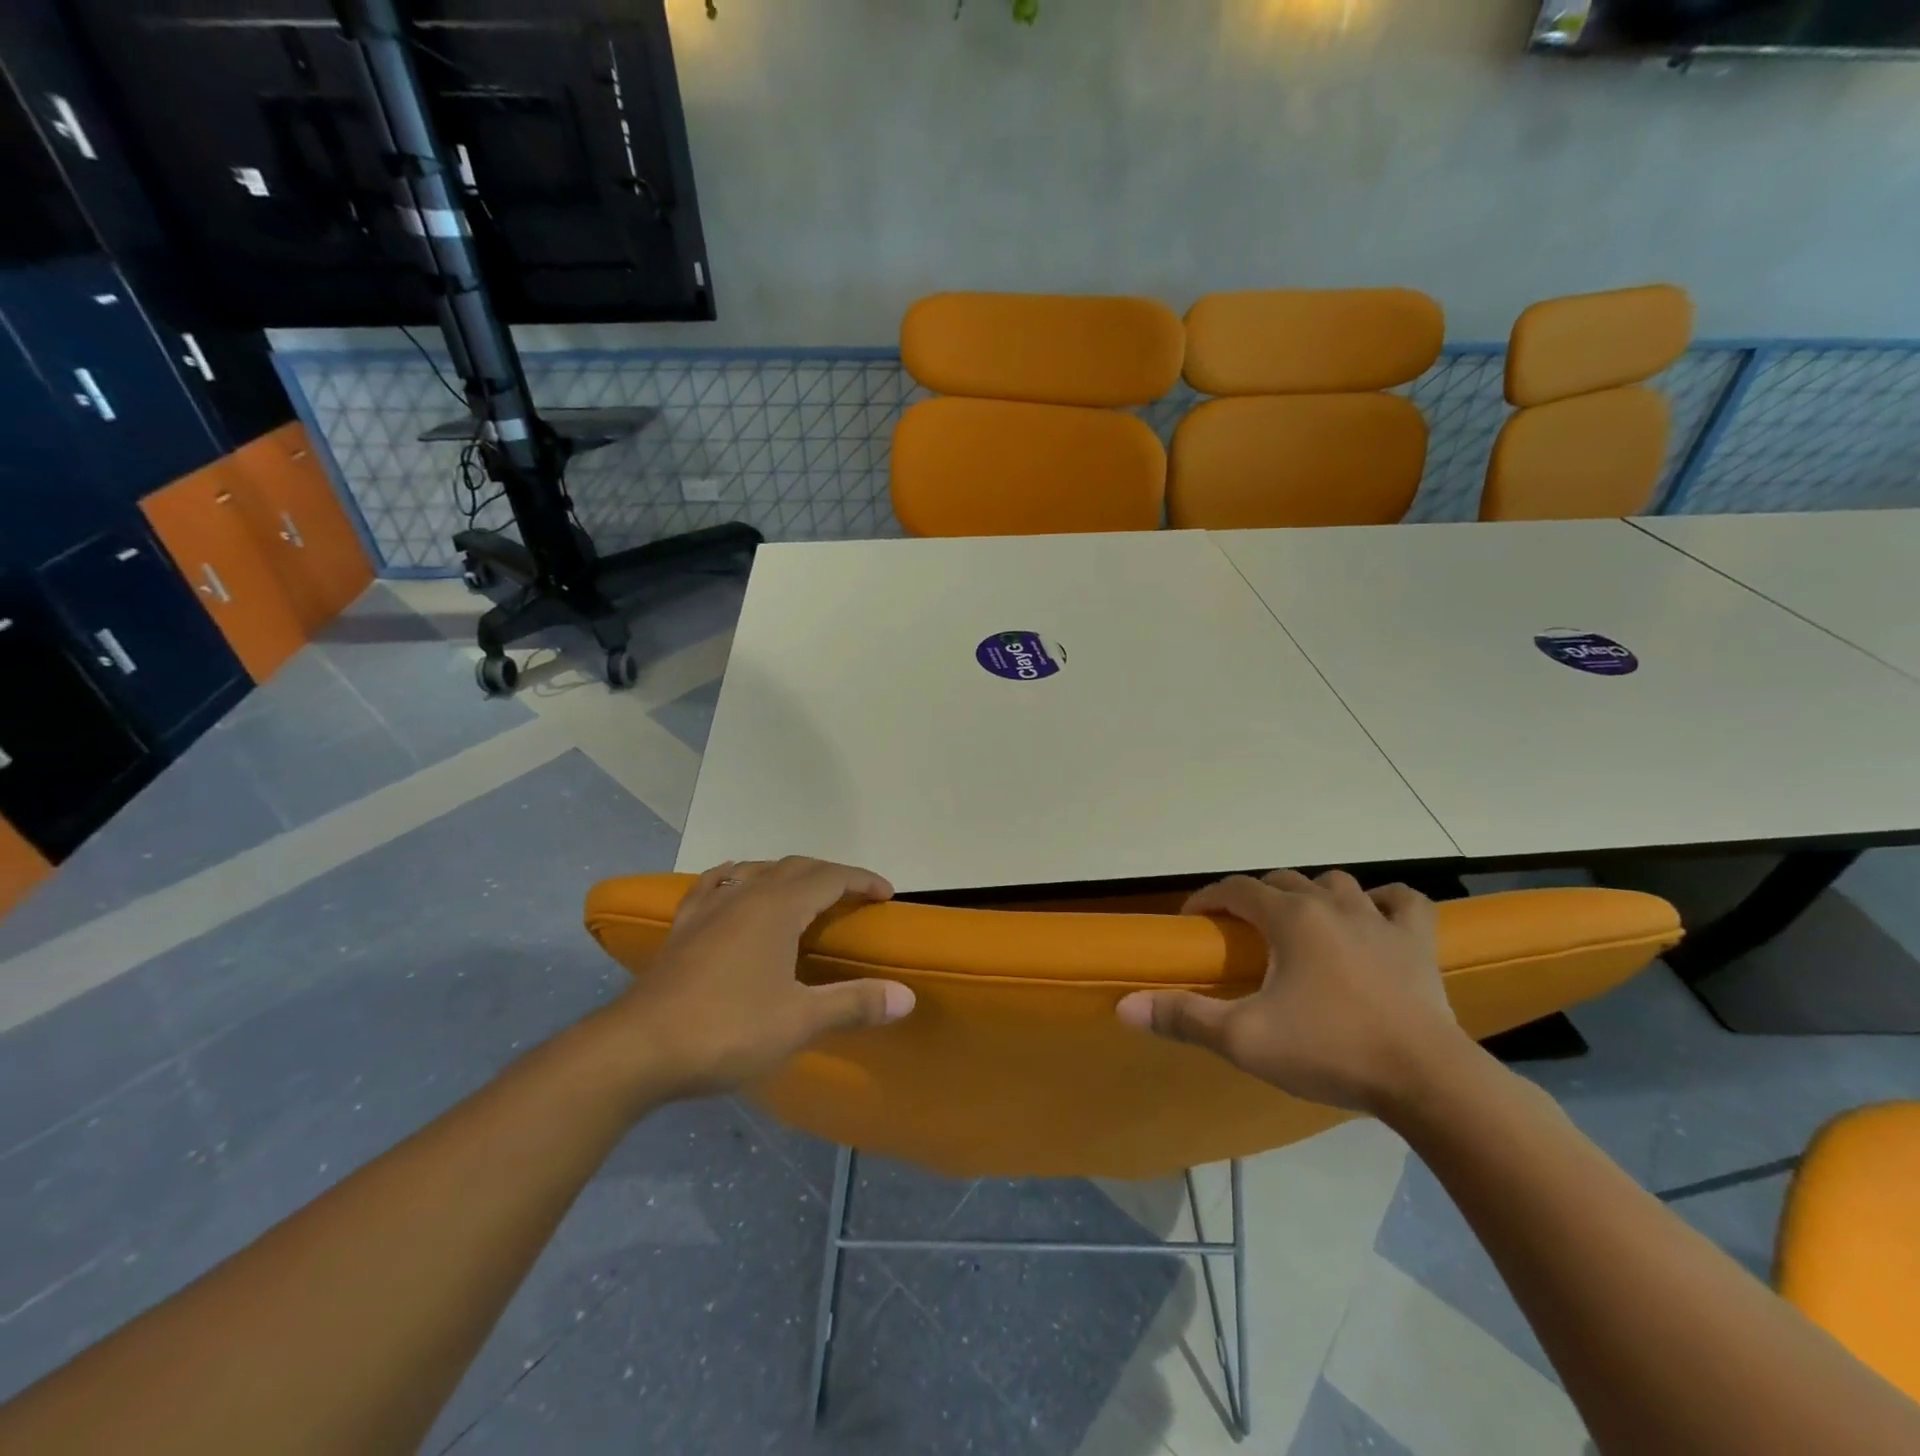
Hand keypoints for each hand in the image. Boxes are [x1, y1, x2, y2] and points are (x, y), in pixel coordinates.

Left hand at [610, 857, 912, 1097]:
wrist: (637, 1049)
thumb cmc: (726, 1030)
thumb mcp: (799, 1021)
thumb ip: (854, 1003)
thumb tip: (907, 996)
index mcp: (777, 908)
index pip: (830, 877)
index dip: (861, 880)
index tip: (885, 894)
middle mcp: (744, 895)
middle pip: (795, 867)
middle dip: (830, 875)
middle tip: (853, 896)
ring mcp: (708, 909)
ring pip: (755, 871)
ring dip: (787, 874)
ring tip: (803, 892)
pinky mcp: (682, 929)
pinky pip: (713, 886)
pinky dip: (735, 878)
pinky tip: (732, 883)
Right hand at [1116, 869, 1468, 1114]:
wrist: (1427, 1081)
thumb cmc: (1329, 1050)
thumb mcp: (1244, 1039)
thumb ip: (1183, 1017)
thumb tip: (1124, 1007)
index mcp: (1290, 918)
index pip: (1236, 889)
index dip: (1208, 900)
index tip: (1193, 922)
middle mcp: (1332, 905)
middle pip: (1282, 881)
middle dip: (1255, 899)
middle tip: (1242, 933)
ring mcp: (1380, 920)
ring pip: (1337, 883)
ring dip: (1312, 895)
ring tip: (1301, 925)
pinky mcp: (1418, 942)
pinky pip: (1404, 901)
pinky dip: (1385, 901)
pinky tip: (1375, 917)